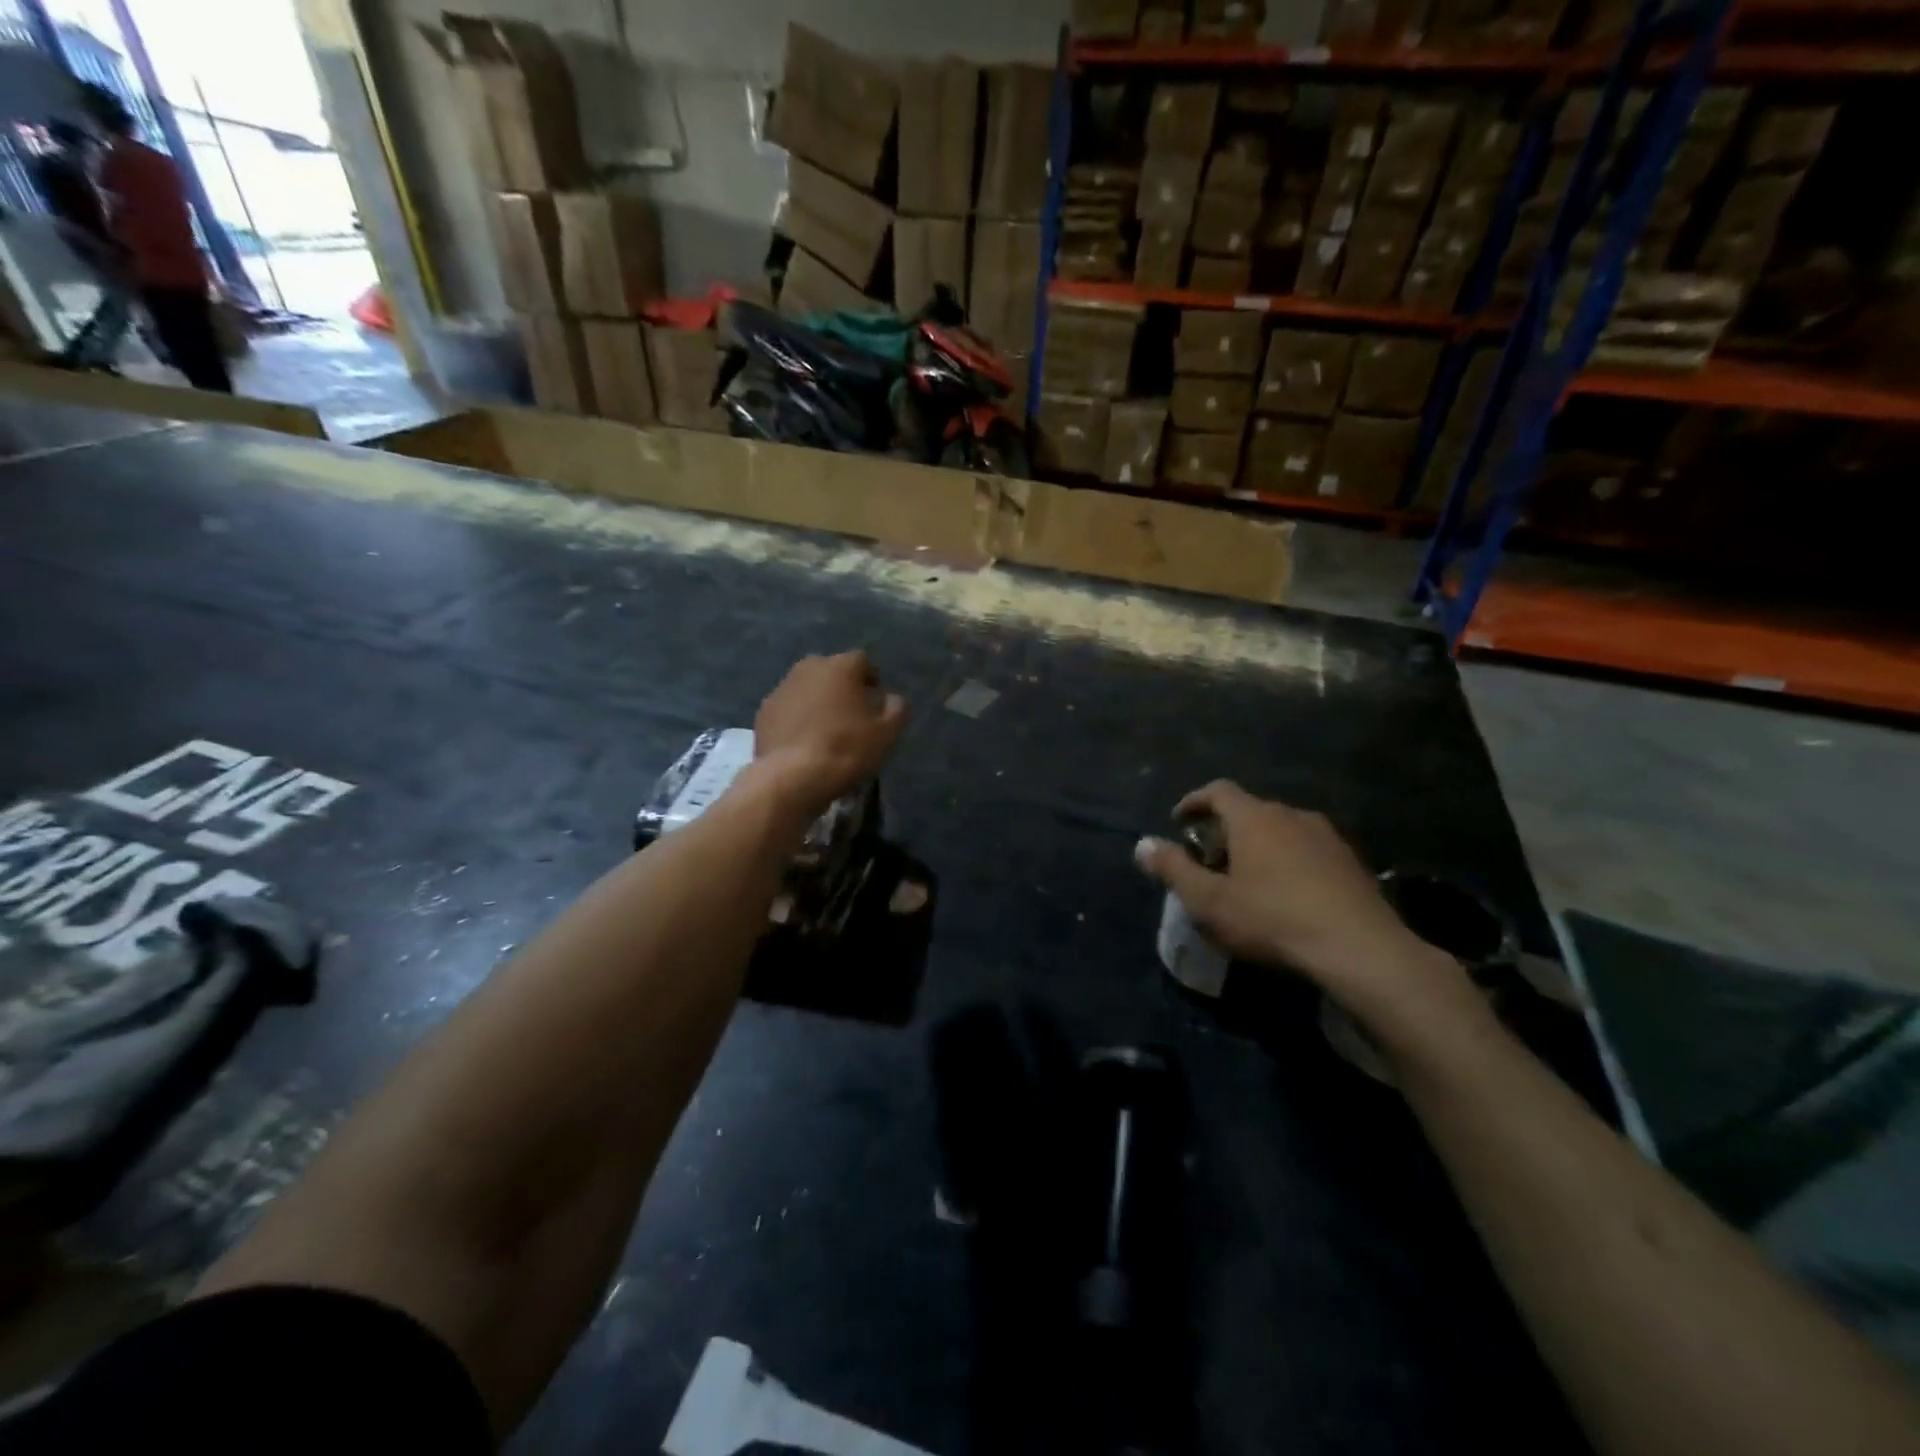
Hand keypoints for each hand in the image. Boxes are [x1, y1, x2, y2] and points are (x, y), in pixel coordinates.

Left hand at [753, 652, 907, 814]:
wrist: (792, 776)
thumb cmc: (846, 749)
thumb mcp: (887, 733)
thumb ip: (897, 709)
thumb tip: (894, 699)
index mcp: (840, 666)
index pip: (862, 661)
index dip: (871, 680)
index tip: (876, 702)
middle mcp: (808, 668)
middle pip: (831, 671)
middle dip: (842, 687)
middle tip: (851, 714)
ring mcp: (782, 688)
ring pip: (807, 688)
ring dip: (817, 701)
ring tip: (826, 729)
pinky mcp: (764, 711)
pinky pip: (788, 708)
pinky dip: (797, 718)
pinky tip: (804, 741)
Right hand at [1135, 782, 1476, 1028]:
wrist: (1360, 949)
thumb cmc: (1272, 919)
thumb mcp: (1209, 901)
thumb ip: (1173, 870)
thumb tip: (1142, 845)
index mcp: (1254, 818)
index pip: (1218, 791)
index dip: (1194, 801)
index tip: (1179, 820)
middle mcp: (1291, 815)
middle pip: (1250, 810)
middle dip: (1225, 829)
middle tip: (1210, 859)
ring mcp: (1327, 836)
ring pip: (1281, 830)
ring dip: (1259, 845)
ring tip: (1248, 878)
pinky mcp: (1351, 861)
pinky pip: (1308, 850)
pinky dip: (1289, 861)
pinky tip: (1288, 894)